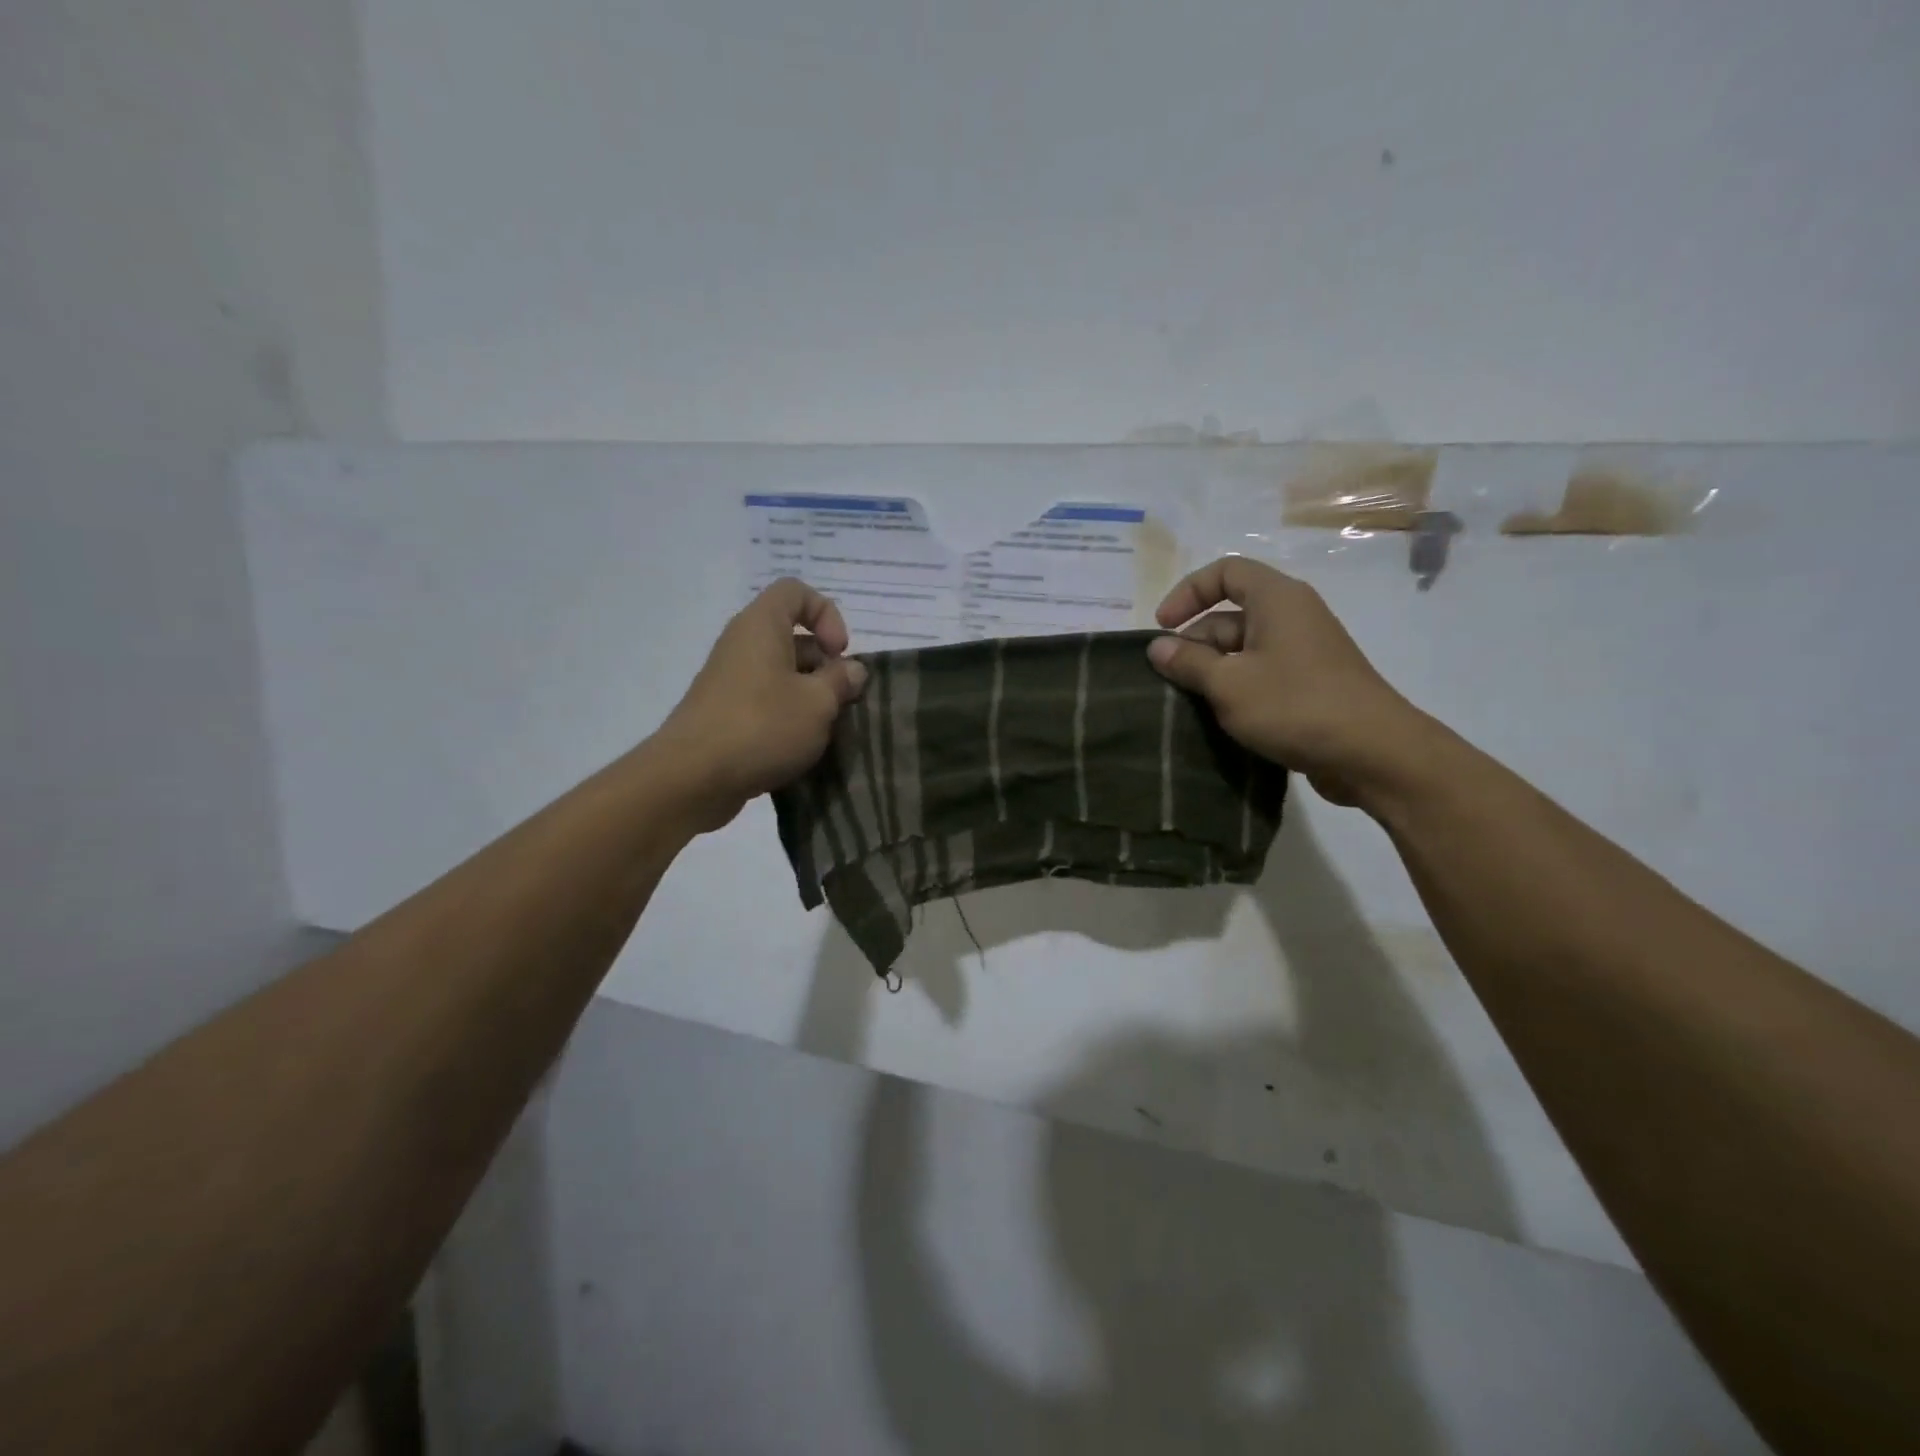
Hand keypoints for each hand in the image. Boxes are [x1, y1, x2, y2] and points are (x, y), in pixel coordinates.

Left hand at [653, 579, 867, 829]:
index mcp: (761, 626)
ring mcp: (729, 680)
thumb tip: (852, 669)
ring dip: (809, 695)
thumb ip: (840, 681)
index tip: (838, 653)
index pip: (796, 592)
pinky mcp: (724, 713)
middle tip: (842, 699)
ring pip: (780, 673)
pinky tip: (802, 747)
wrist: (692, 778)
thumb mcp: (817, 703)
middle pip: (792, 636)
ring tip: (827, 728)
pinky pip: (765, 700)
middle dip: (824, 664)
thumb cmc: (762, 727)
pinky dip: (787, 716)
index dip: (826, 614)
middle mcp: (741, 644)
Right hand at [1146, 557, 1433, 806]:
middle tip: (1169, 679)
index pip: (1224, 572)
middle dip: (1194, 643)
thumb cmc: (1295, 706)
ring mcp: (1304, 652)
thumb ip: (1188, 662)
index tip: (1162, 628)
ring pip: (1243, 649)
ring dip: (1212, 671)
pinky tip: (1219, 719)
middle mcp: (1293, 616)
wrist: (1373, 754)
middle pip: (1230, 615)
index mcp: (1277, 599)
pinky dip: (1236, 688)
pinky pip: (1261, 674)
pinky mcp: (1310, 684)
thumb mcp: (1228, 684)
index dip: (1187, 593)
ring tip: (1188, 704)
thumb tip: (1157, 647)